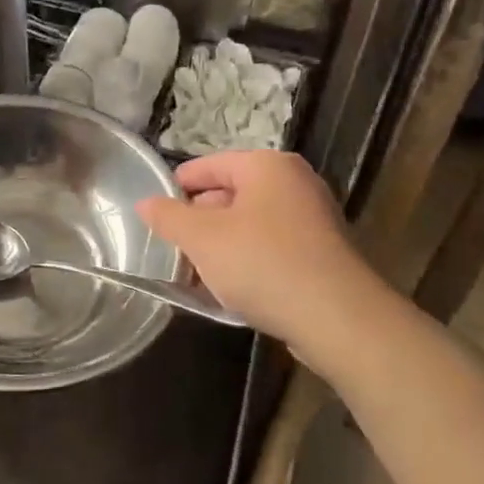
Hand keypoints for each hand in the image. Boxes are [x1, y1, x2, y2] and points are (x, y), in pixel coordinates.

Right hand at [135, 150, 386, 347]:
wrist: (338, 318)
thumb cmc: (263, 263)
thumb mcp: (202, 238)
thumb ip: (168, 217)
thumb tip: (145, 203)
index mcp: (267, 166)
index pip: (209, 165)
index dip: (178, 186)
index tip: (156, 211)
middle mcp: (294, 182)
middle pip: (231, 193)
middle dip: (199, 220)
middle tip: (174, 247)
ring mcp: (313, 217)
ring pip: (250, 223)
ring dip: (221, 244)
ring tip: (196, 272)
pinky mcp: (323, 252)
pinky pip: (272, 246)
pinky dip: (248, 259)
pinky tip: (232, 288)